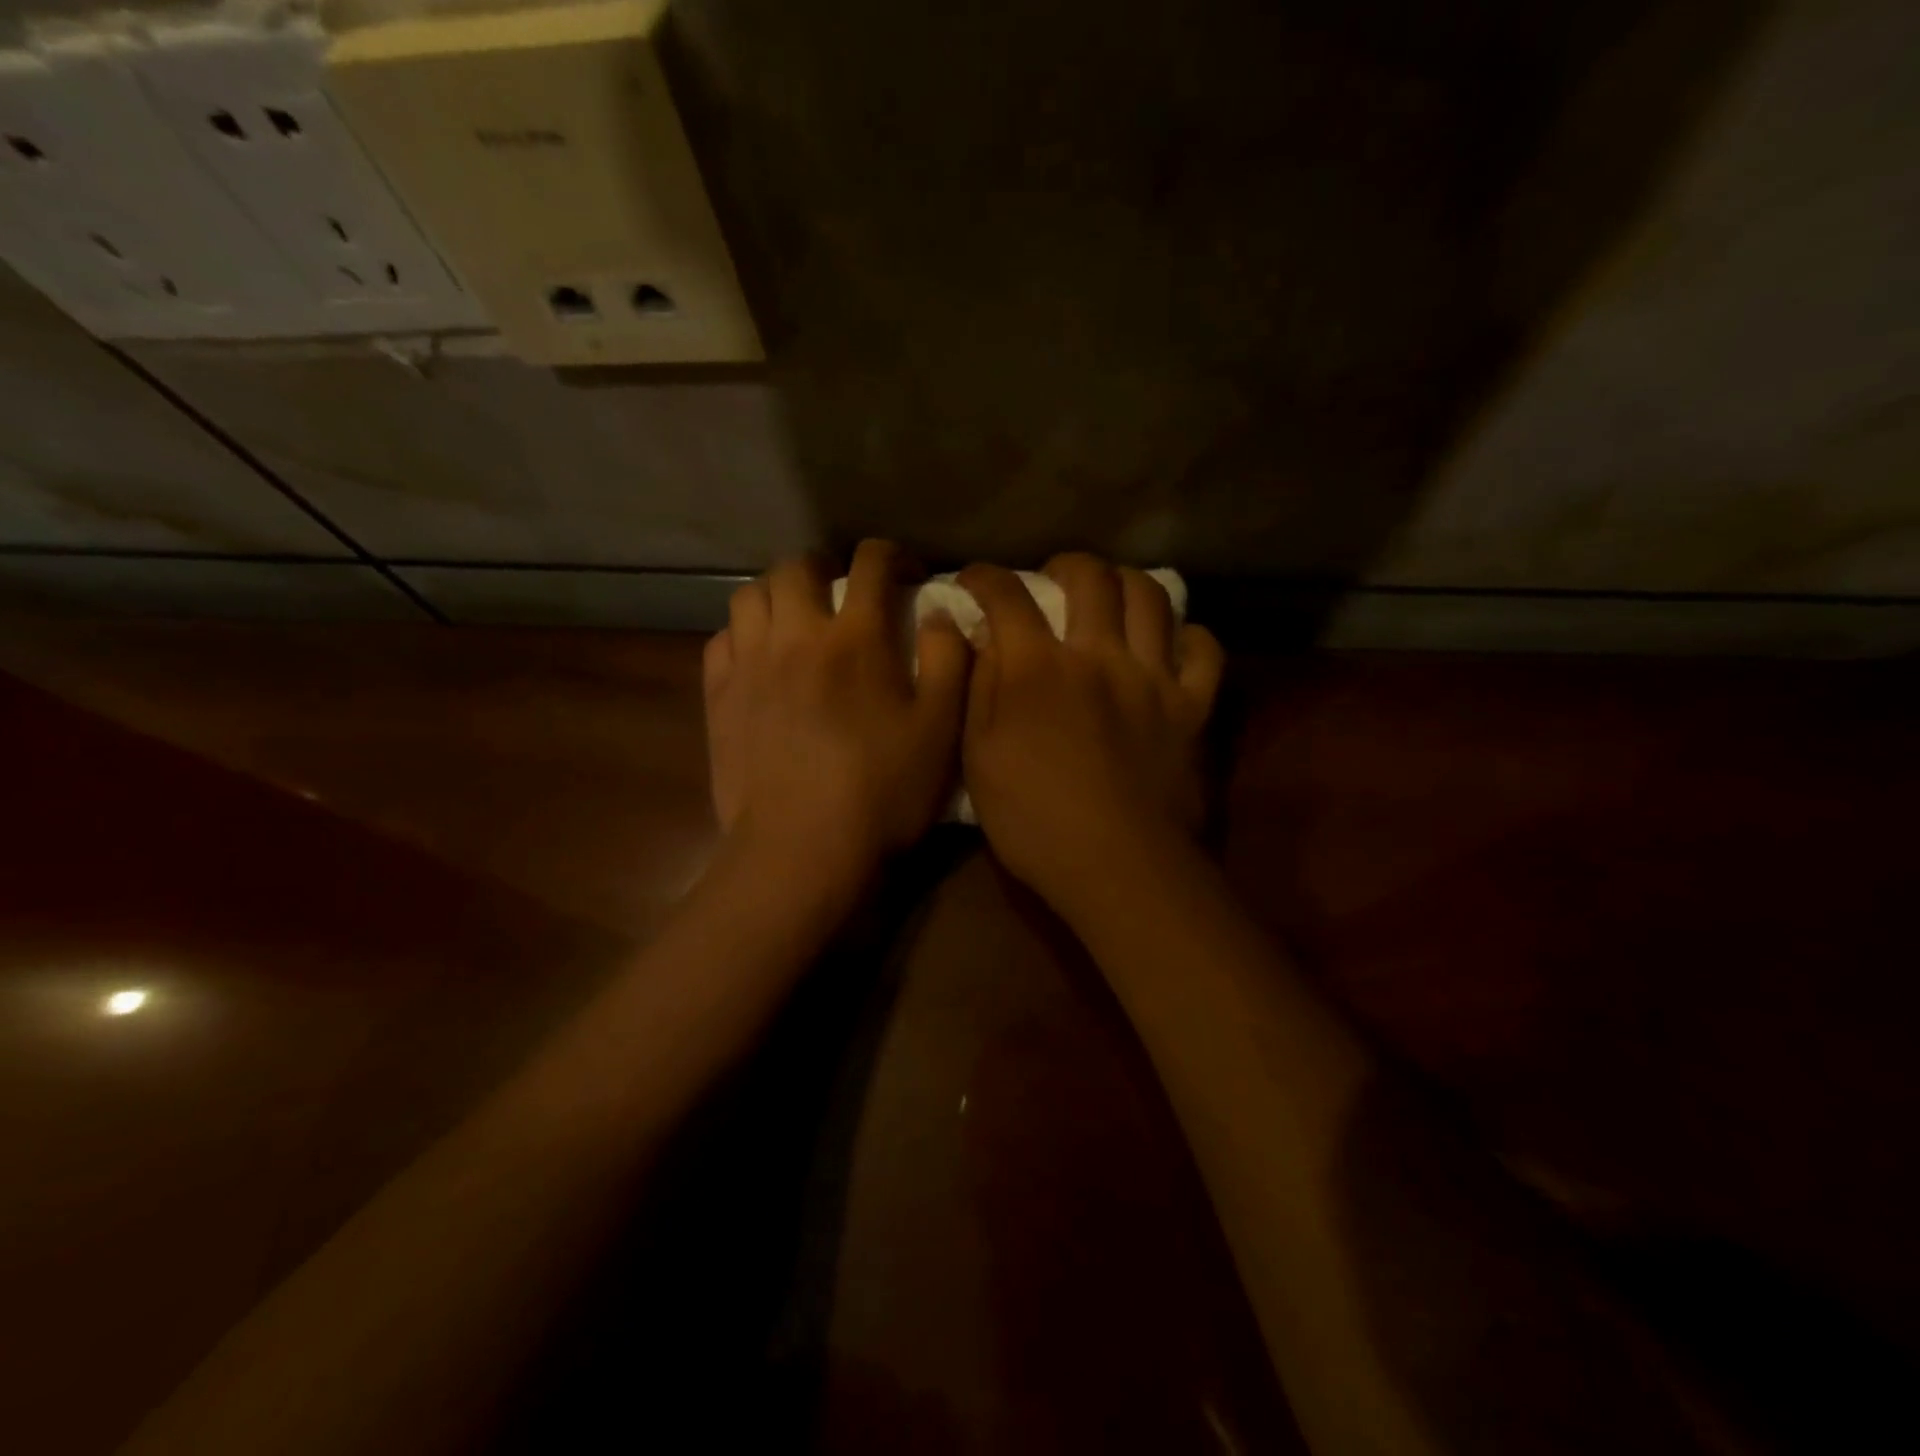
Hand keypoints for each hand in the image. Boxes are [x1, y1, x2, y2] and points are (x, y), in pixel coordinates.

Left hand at [704, 540, 969, 901]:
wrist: (802, 850)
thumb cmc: (882, 793)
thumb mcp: (941, 730)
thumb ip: (948, 661)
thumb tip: (940, 613)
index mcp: (855, 638)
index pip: (871, 564)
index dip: (892, 555)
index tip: (905, 572)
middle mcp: (796, 635)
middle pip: (797, 567)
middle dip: (824, 567)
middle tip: (841, 592)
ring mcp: (748, 665)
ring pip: (749, 596)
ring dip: (777, 594)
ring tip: (796, 618)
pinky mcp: (718, 697)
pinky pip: (721, 639)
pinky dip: (742, 634)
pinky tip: (759, 658)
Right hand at [959, 554, 1223, 917]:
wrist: (1118, 865)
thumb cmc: (1034, 821)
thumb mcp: (979, 759)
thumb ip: (979, 689)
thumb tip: (982, 638)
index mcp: (1038, 668)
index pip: (1008, 596)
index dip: (986, 577)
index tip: (975, 578)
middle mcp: (1099, 655)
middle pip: (1091, 578)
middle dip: (1066, 565)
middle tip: (1053, 579)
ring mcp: (1154, 677)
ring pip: (1151, 597)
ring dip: (1126, 583)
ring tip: (1112, 597)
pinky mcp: (1193, 707)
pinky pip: (1204, 651)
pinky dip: (1189, 637)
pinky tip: (1172, 644)